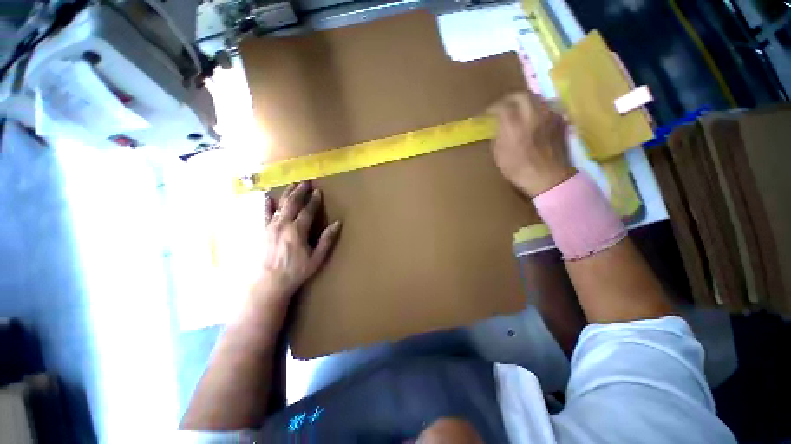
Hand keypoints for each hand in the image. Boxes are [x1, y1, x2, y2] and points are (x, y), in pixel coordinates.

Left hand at [251, 182, 340, 308]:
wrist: (268, 283)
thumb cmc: (295, 271)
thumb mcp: (316, 258)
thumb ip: (326, 239)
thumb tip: (338, 223)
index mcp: (298, 230)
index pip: (308, 211)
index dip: (314, 200)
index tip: (318, 191)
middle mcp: (283, 224)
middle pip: (293, 204)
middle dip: (300, 192)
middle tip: (305, 182)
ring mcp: (271, 226)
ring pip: (280, 205)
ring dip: (287, 194)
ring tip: (292, 184)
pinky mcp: (263, 231)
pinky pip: (265, 214)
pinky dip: (267, 205)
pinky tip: (268, 197)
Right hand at [488, 91, 576, 197]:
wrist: (548, 177)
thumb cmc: (519, 170)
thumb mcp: (499, 155)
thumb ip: (497, 137)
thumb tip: (498, 128)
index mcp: (513, 125)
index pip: (501, 106)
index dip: (492, 108)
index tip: (487, 114)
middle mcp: (532, 114)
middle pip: (521, 95)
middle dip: (509, 99)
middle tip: (503, 106)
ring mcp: (548, 115)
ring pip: (536, 98)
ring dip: (525, 101)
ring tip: (519, 109)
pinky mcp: (559, 120)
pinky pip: (547, 106)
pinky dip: (538, 108)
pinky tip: (534, 117)